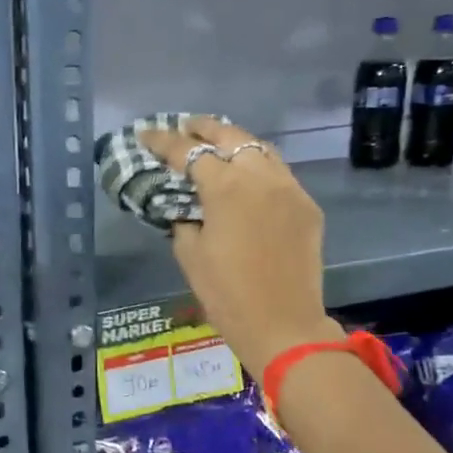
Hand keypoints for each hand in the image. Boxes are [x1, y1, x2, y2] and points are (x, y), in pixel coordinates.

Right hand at [138, 117, 341, 375]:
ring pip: (260, 149)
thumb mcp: (190, 255)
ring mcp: (289, 188)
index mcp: (226, 187)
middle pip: (230, 136)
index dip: (163, 141)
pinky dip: (258, 166)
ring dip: (235, 142)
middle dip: (203, 128)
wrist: (283, 324)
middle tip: (184, 128)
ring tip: (215, 145)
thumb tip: (185, 207)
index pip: (187, 152)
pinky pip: (279, 173)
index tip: (146, 135)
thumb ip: (183, 220)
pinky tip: (246, 176)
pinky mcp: (306, 205)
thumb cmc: (226, 294)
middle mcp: (260, 176)